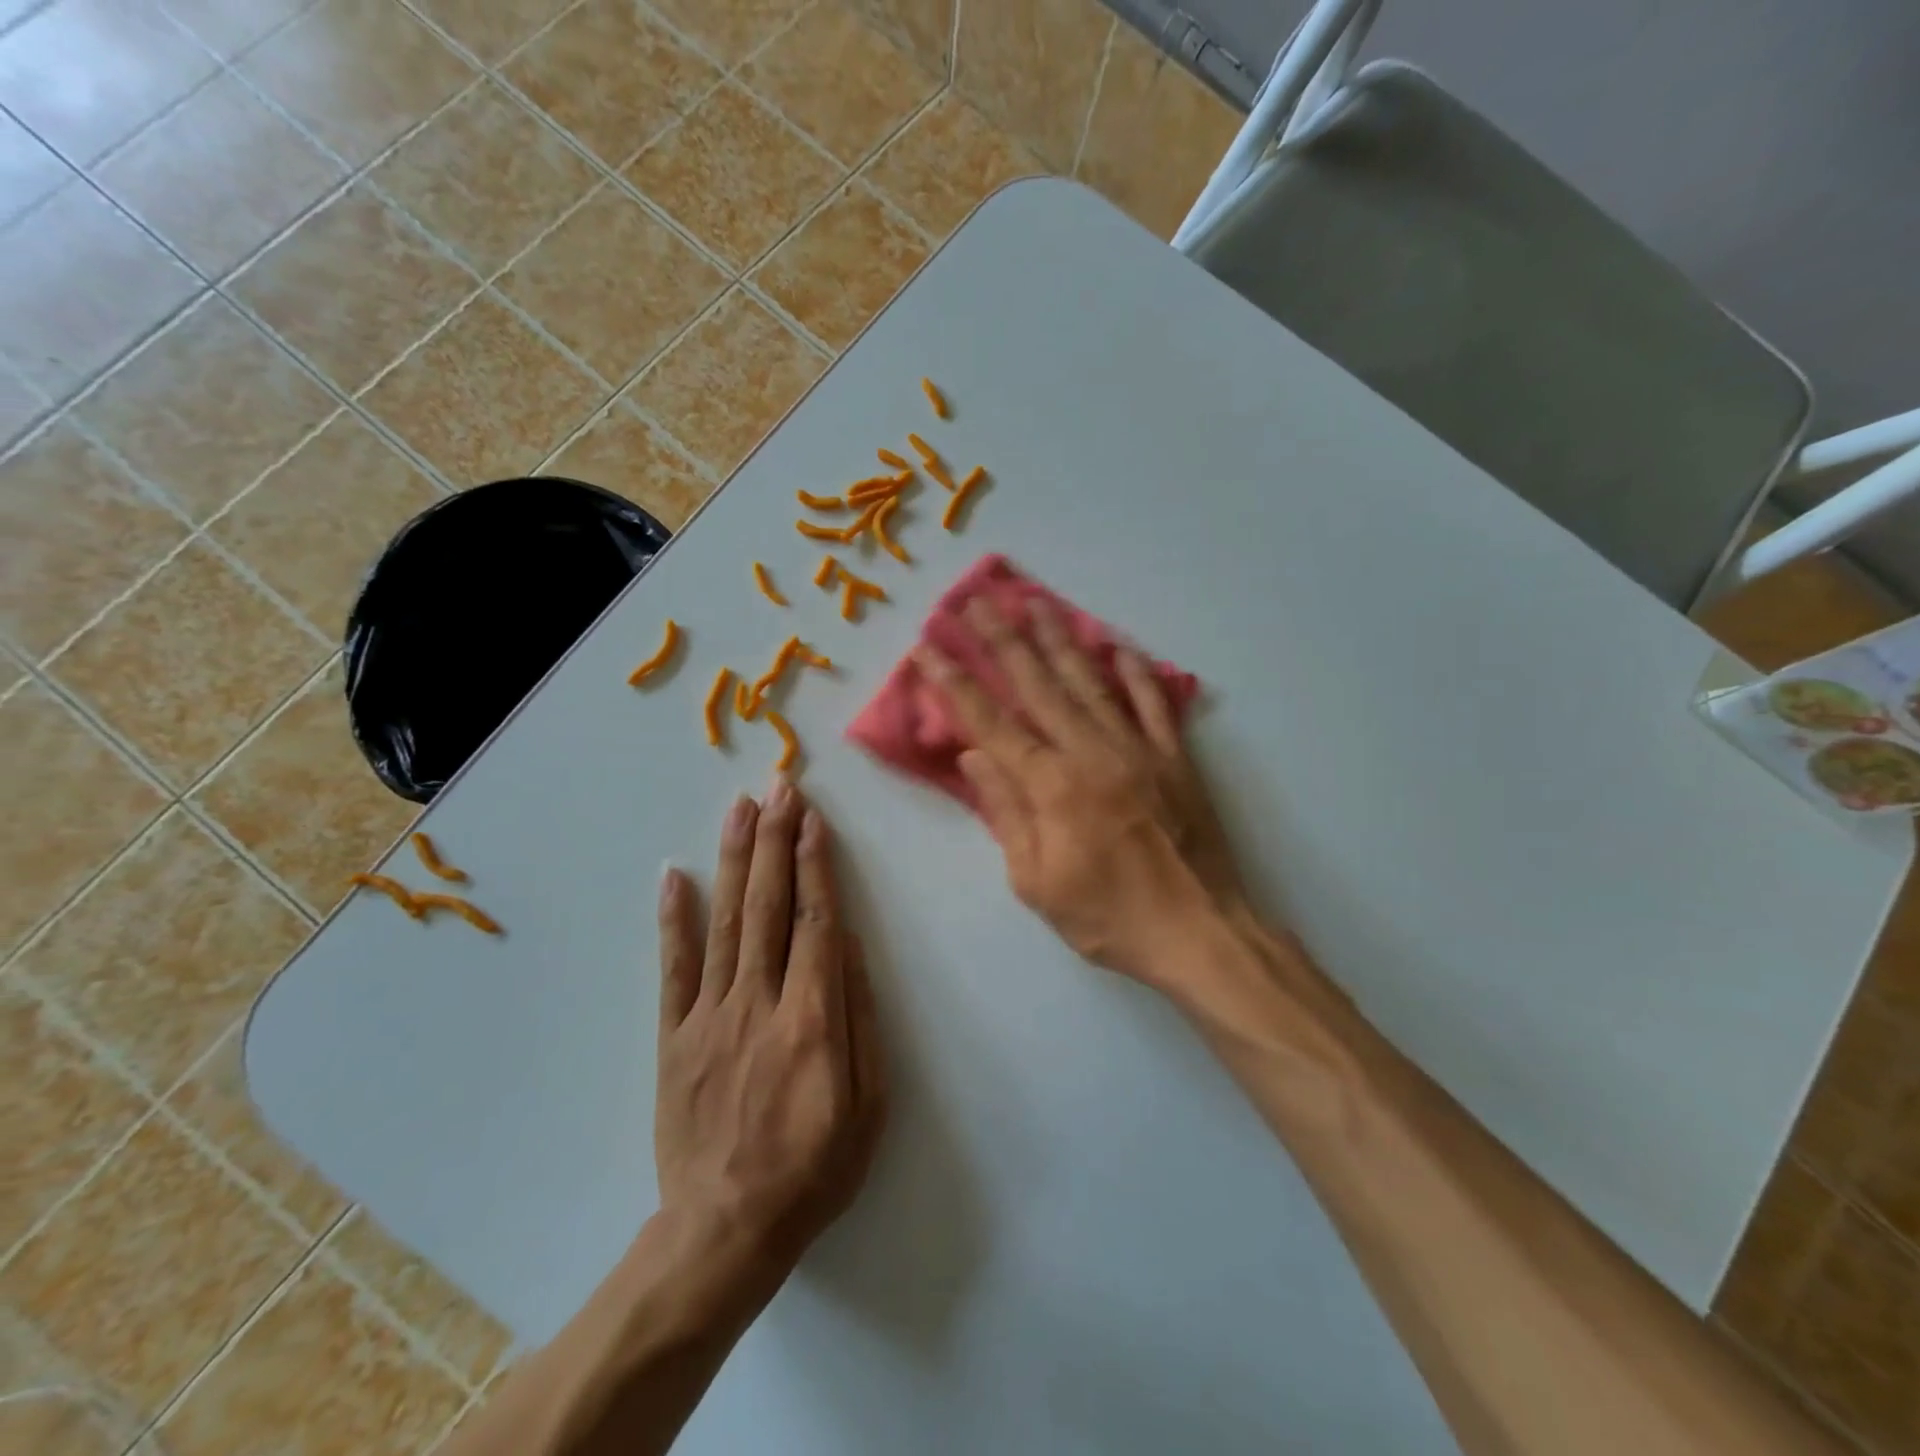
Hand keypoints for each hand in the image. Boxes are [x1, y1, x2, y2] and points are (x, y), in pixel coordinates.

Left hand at [654, 783, 886, 1284]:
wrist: (725, 1231)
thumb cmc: (814, 1169)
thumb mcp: (868, 1105)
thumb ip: (859, 1018)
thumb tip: (849, 945)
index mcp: (812, 1019)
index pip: (816, 922)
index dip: (815, 865)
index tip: (812, 818)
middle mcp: (759, 1003)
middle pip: (769, 907)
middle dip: (775, 840)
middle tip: (778, 787)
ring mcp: (710, 1016)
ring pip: (725, 923)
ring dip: (734, 859)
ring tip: (740, 807)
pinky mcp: (674, 1037)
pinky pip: (673, 969)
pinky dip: (674, 919)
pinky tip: (675, 875)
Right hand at [917, 596, 1243, 987]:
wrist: (1200, 932)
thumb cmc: (1109, 918)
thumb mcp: (1037, 883)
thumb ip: (1006, 813)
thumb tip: (974, 756)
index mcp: (1051, 786)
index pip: (990, 723)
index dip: (955, 683)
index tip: (929, 648)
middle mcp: (1091, 752)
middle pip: (1037, 685)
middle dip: (1001, 639)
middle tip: (976, 600)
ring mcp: (1137, 748)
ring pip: (1090, 681)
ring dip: (1059, 638)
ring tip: (1034, 602)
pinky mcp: (1174, 755)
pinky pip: (1152, 702)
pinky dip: (1134, 671)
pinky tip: (1117, 645)